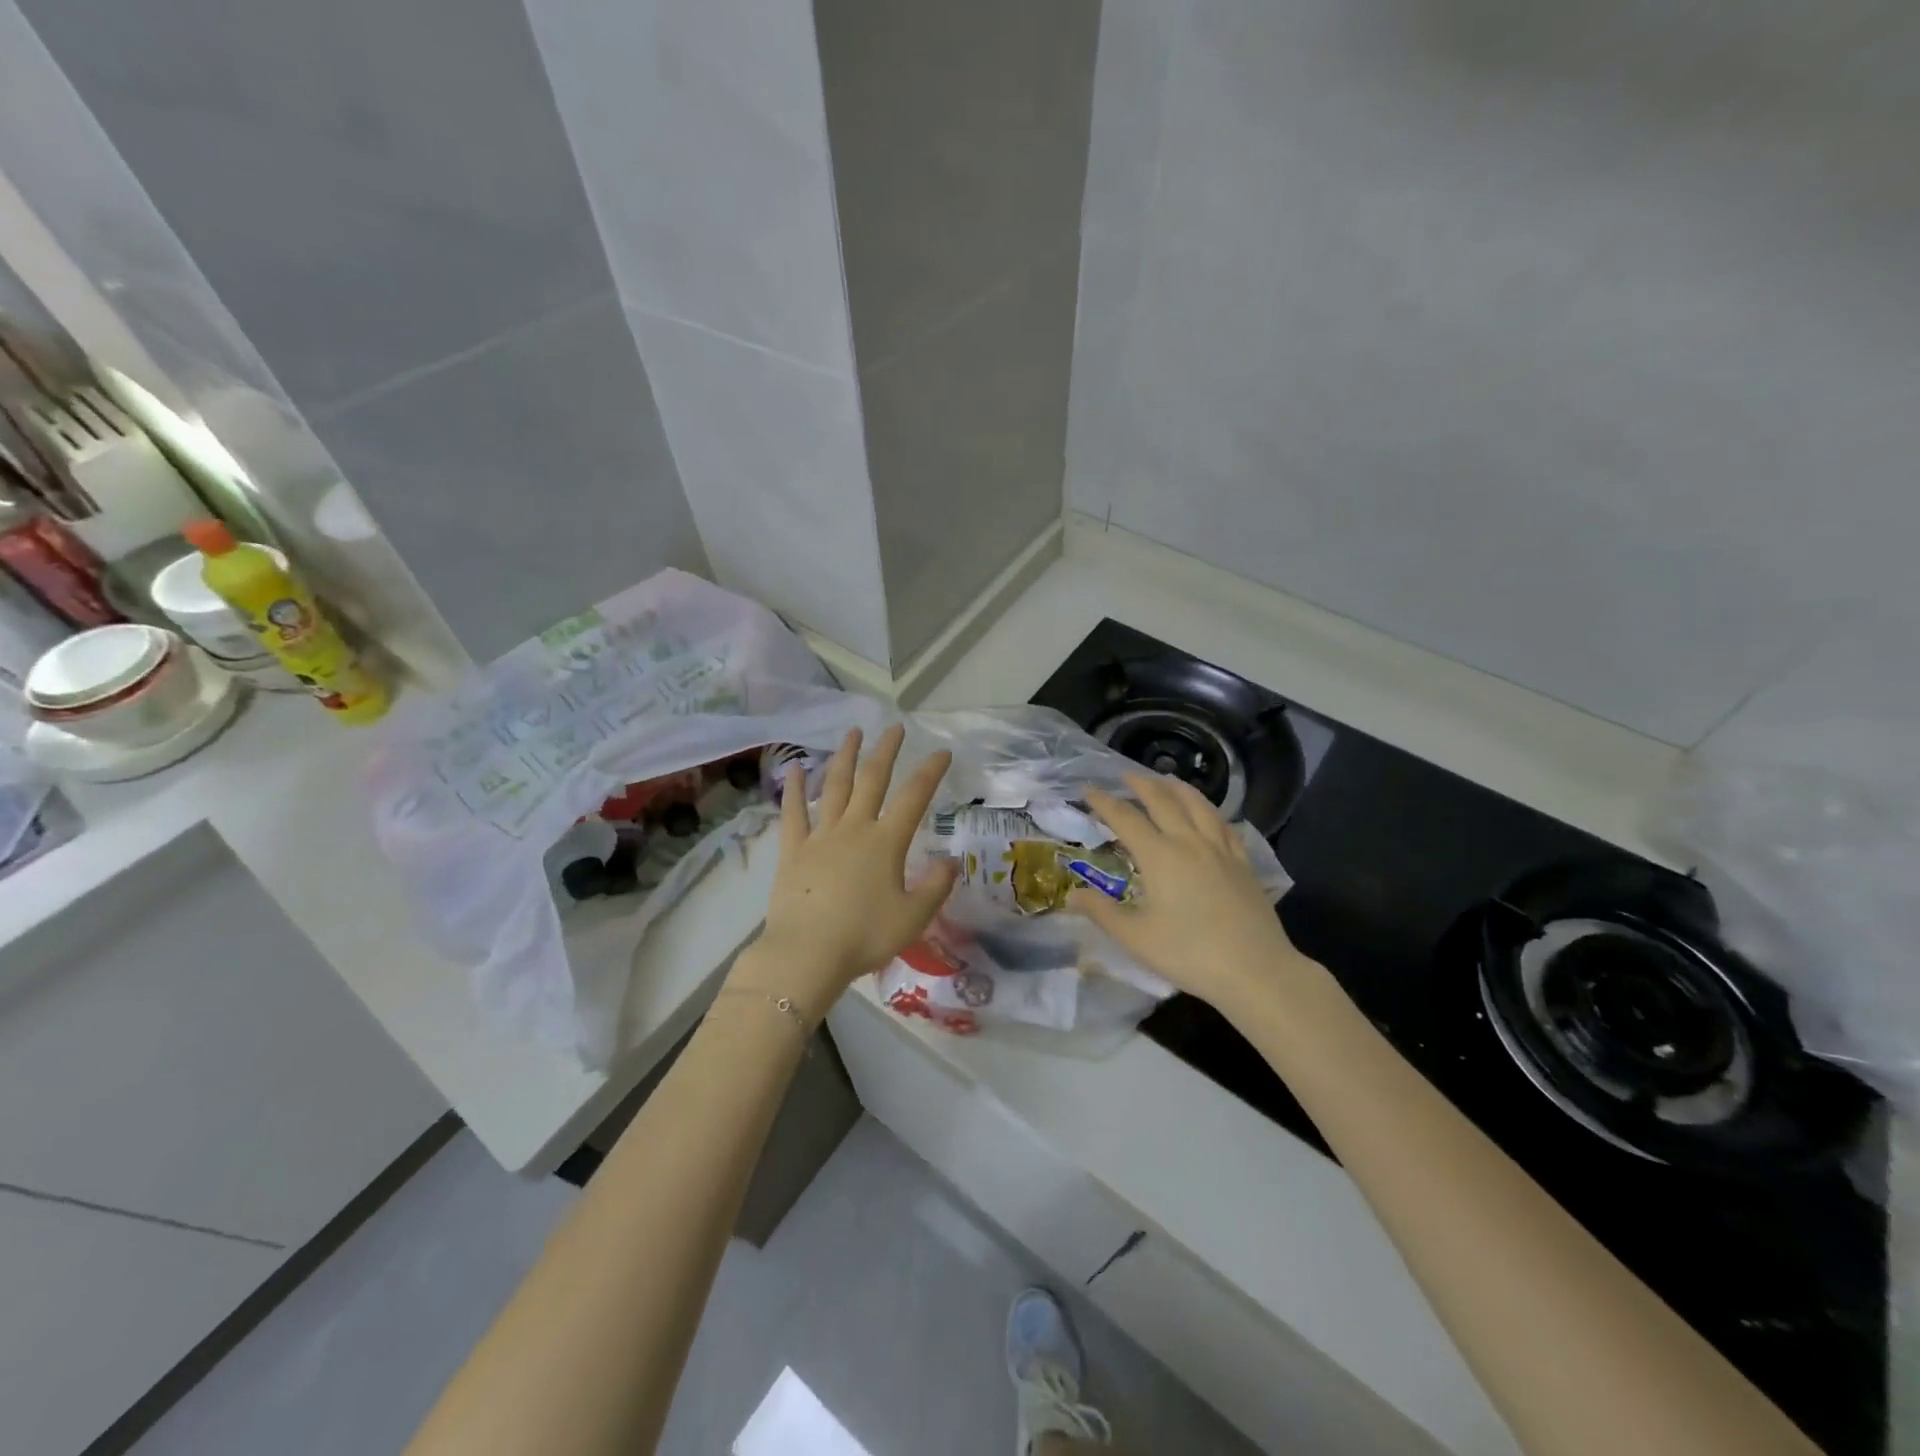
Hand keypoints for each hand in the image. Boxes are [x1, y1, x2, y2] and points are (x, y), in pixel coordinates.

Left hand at [728, 725, 956, 1022]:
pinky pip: (793, 812)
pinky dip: (794, 788)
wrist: (807, 954)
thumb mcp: (913, 917)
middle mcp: (854, 828)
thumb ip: (935, 887)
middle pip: (872, 780)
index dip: (930, 772)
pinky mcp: (793, 850)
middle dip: (886, 751)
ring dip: (845, 757)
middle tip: (895, 727)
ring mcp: (820, 836)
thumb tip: (950, 862)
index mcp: (886, 842)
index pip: (914, 797)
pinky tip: (794, 767)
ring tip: (853, 733)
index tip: (942, 751)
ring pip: (835, 787)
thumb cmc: (864, 937)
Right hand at [1071, 773, 1309, 1016]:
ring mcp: (1221, 850)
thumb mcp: (1136, 938)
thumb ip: (1102, 912)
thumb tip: (1071, 896)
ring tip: (1166, 780)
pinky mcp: (1243, 863)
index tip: (1088, 789)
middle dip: (1141, 784)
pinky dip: (1209, 810)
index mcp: (1160, 856)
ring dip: (1177, 788)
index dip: (1104, 802)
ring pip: (1198, 805)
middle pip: (1163, 801)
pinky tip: (1208, 814)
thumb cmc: (1189, 955)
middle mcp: (1189, 842)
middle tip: (1125, 776)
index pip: (1126, 818)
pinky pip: (1224, 824)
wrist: (1256, 971)